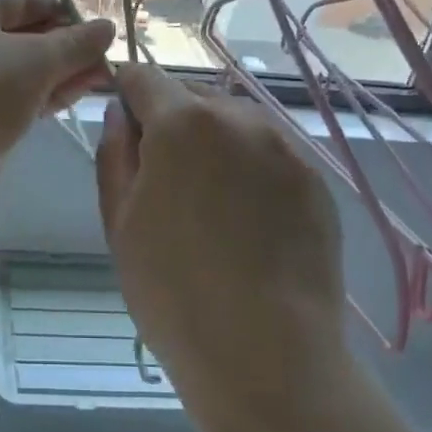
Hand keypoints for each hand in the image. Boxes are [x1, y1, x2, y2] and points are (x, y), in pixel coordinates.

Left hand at [0, 0, 114, 178]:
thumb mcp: (35, 62)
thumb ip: (76, 44)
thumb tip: (107, 28)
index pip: (28, 0)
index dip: (68, 14)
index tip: (104, 35)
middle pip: (27, 36)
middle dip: (69, 49)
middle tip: (111, 64)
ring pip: (23, 71)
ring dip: (61, 75)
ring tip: (105, 82)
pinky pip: (15, 99)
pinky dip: (43, 98)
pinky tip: (74, 99)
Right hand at [95, 63, 347, 430]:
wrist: (266, 353)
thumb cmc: (173, 291)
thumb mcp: (119, 223)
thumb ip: (114, 155)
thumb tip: (121, 116)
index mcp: (183, 124)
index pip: (145, 78)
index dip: (126, 92)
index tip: (122, 122)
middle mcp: (241, 119)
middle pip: (193, 100)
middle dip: (171, 124)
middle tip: (163, 182)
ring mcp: (286, 149)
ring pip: (236, 125)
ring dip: (214, 145)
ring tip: (209, 206)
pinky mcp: (316, 181)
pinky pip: (270, 156)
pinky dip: (250, 171)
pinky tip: (246, 223)